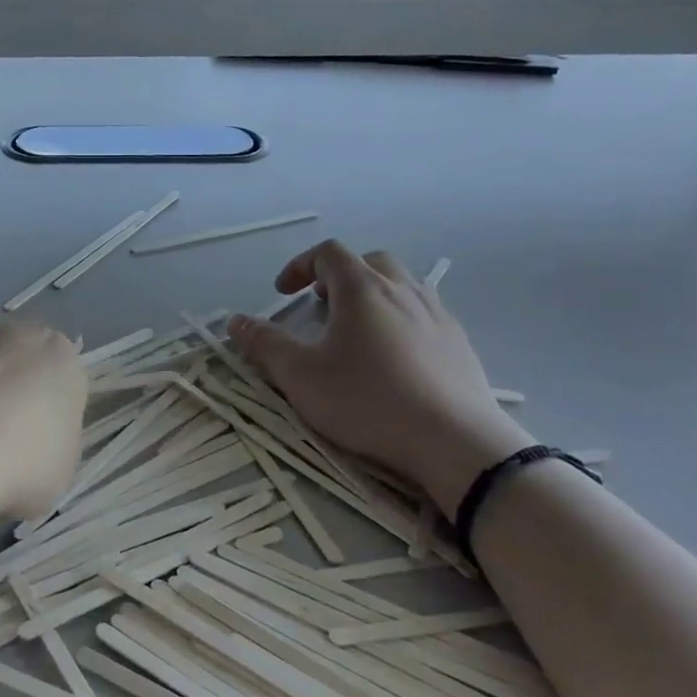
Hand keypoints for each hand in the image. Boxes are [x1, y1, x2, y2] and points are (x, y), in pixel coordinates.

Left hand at [0, 319, 86, 524]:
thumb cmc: (20, 463)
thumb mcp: (59, 471)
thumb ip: (50, 446)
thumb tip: (29, 449)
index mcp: (59, 356)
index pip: (60, 371)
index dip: (47, 405)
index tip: (36, 437)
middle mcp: (11, 335)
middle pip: (12, 357)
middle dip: (5, 387)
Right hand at [227, 241, 529, 516]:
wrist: (456, 443)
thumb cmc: (369, 401)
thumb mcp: (301, 377)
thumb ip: (265, 345)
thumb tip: (236, 321)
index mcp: (363, 289)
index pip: (328, 253)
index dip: (299, 265)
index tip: (282, 293)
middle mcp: (403, 290)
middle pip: (369, 262)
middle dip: (339, 275)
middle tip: (320, 303)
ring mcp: (438, 315)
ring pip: (402, 285)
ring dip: (372, 295)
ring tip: (356, 329)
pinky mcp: (461, 344)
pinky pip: (424, 313)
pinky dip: (400, 319)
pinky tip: (394, 357)